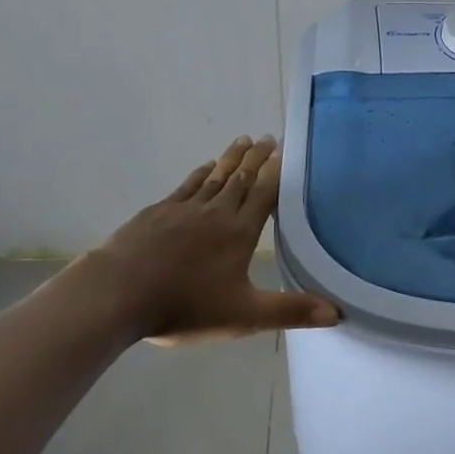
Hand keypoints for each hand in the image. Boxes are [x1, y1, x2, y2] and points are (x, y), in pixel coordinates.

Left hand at [75, 136, 338, 343]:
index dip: (275, 172)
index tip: (284, 151)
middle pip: (240, 179)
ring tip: (243, 140)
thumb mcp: (244, 316)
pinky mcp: (156, 214)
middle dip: (256, 158)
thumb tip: (338, 313)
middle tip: (268, 137)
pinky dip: (199, 174)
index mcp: (239, 233)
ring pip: (214, 178)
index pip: (263, 195)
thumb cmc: (184, 306)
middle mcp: (215, 213)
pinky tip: (204, 168)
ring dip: (230, 159)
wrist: (116, 295)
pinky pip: (185, 187)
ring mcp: (182, 210)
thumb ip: (290, 311)